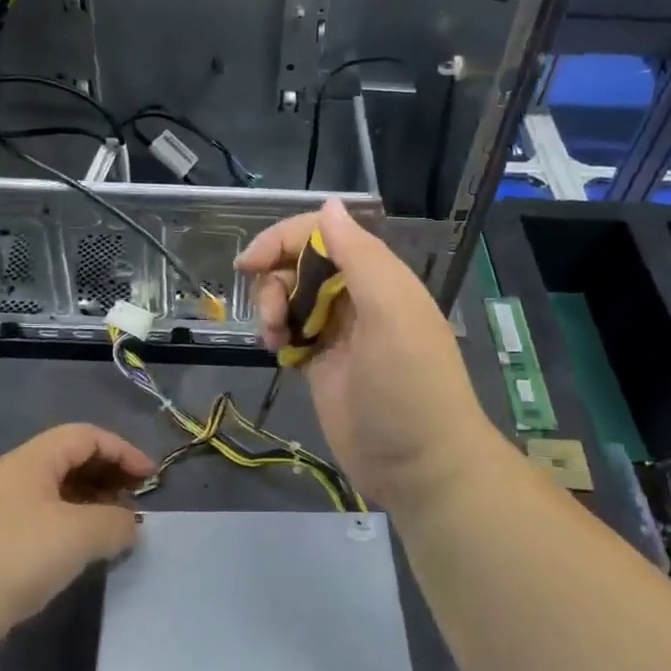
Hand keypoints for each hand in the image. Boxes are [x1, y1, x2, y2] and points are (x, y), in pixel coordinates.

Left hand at [0, 424, 155, 646]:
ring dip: (90, 504)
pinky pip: (41, 519)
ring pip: (55, 493)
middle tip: (133, 504)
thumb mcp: (79, 534)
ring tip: (113, 530)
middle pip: (69, 460)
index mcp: (30, 460)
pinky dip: (69, 526)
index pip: (85, 436)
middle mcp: (11, 476)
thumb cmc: (16, 556)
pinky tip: (80, 553)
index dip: (122, 451)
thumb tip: (130, 525)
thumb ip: (115, 523)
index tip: (150, 479)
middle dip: (108, 476)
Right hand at [235, 199, 500, 512]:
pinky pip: (290, 332)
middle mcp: (358, 297)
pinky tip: (276, 352)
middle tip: (271, 315)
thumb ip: (360, 256)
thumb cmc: (409, 385)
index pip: (325, 234)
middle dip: (275, 279)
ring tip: (274, 339)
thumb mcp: (392, 313)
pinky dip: (277, 334)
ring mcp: (339, 333)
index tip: (250, 263)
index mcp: (379, 277)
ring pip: (291, 297)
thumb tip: (329, 205)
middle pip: (301, 264)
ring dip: (272, 308)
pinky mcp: (323, 365)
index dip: (284, 239)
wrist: (420, 466)